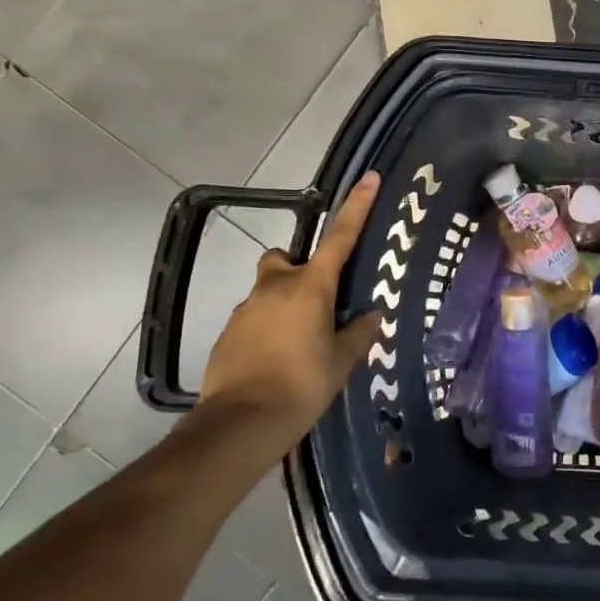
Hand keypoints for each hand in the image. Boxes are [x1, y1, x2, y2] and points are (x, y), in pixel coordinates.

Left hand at [194, 172, 382, 449]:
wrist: (242, 422)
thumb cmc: (303, 384)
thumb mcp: (342, 360)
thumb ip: (359, 332)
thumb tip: (371, 315)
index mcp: (311, 287)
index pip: (340, 238)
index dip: (357, 207)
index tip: (369, 178)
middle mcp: (275, 287)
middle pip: (285, 260)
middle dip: (299, 271)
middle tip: (317, 303)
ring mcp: (246, 309)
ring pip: (267, 291)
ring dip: (283, 305)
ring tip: (298, 344)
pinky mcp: (228, 333)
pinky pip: (254, 319)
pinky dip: (266, 330)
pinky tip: (276, 362)